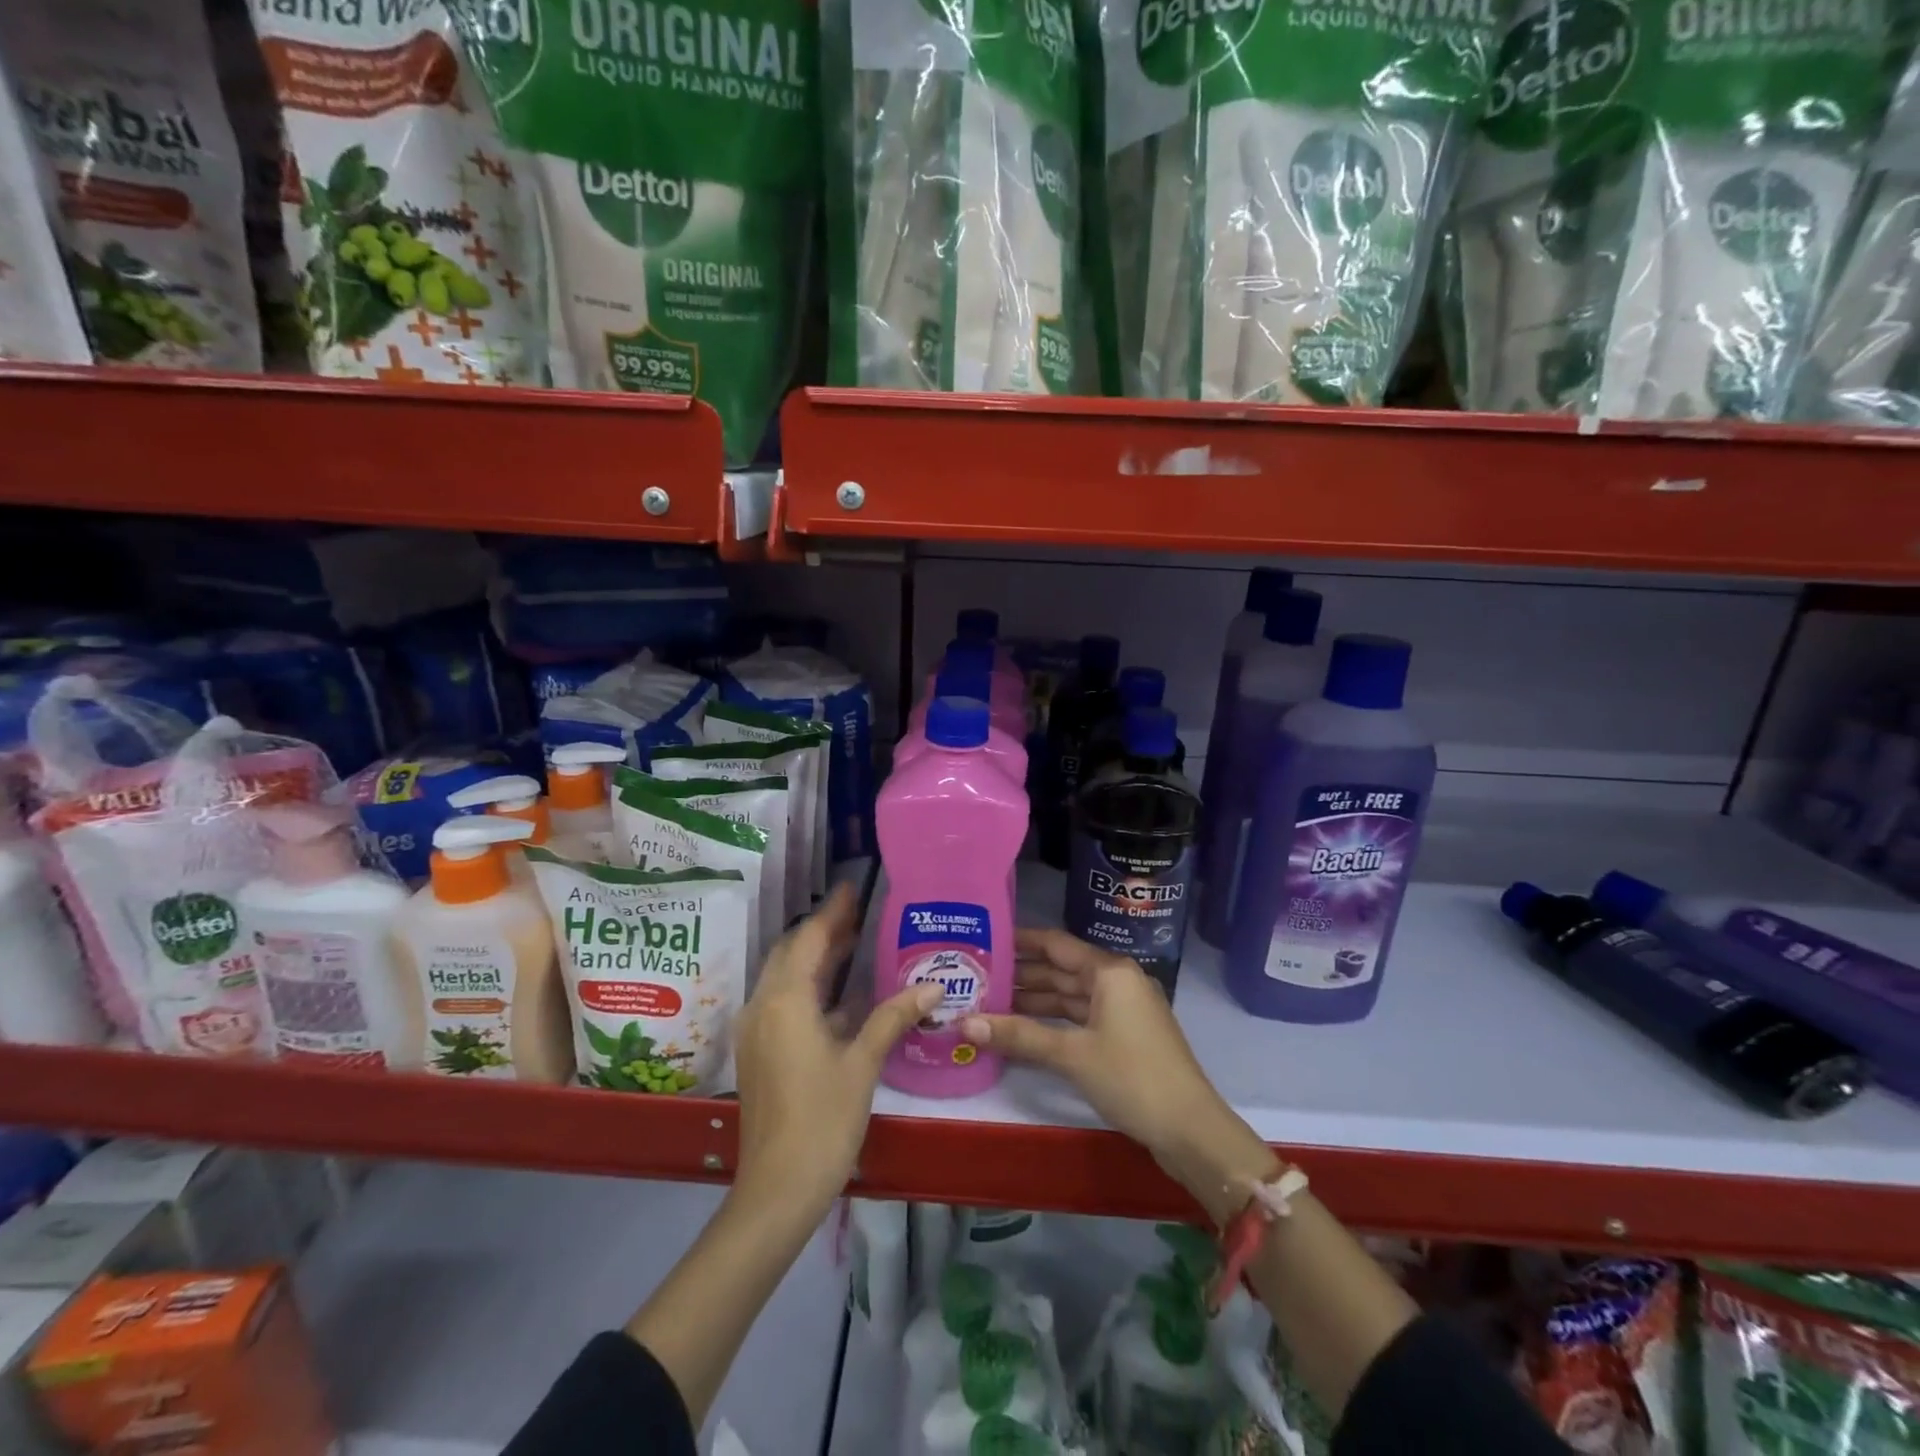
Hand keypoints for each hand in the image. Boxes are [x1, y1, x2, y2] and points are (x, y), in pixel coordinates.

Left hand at [731, 883, 938, 1214]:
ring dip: (815, 957)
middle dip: (822, 930)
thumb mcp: (862, 1064)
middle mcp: (763, 1006)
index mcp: (785, 1001)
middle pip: (791, 952)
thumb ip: (894, 1016)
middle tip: (859, 912)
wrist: (777, 1190)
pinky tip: (841, 993)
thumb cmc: (823, 1120)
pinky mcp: (759, 1051)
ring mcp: (757, 1030)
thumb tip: (934, 984)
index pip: (808, 939)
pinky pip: (783, 1000)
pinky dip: (809, 986)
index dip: (832, 912)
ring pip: (785, 976)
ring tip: (854, 941)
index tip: (853, 887)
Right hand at [961, 927, 1275, 1220]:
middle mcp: (1117, 981)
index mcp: (1109, 971)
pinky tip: (1022, 1028)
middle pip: (1061, 969)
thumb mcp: (1072, 1055)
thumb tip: (963, 1023)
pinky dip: (1052, 1021)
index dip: (1020, 941)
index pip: (1056, 944)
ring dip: (1034, 999)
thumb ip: (1019, 1035)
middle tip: (976, 975)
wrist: (1191, 1130)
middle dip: (1021, 973)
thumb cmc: (1132, 1078)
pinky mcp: (1124, 1036)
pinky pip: (1080, 1017)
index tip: (984, 939)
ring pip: (1069, 995)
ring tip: (989, 1001)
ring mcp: (1122, 1009)